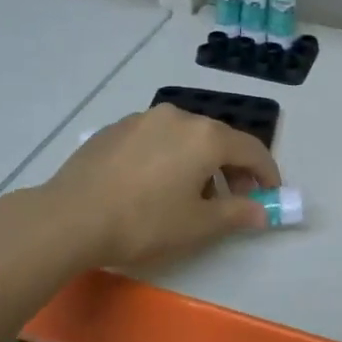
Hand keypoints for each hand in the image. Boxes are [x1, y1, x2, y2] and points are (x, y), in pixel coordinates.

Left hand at [42, 104, 280, 269]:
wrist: (70, 217)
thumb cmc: (144, 222)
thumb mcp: (197, 225)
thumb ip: (237, 213)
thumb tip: (262, 211)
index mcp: (205, 136)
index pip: (251, 149)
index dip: (267, 173)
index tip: (271, 195)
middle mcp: (178, 116)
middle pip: (218, 139)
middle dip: (233, 169)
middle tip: (233, 201)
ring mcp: (143, 118)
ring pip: (186, 137)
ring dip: (200, 163)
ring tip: (192, 196)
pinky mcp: (116, 128)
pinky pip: (157, 138)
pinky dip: (170, 157)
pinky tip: (155, 185)